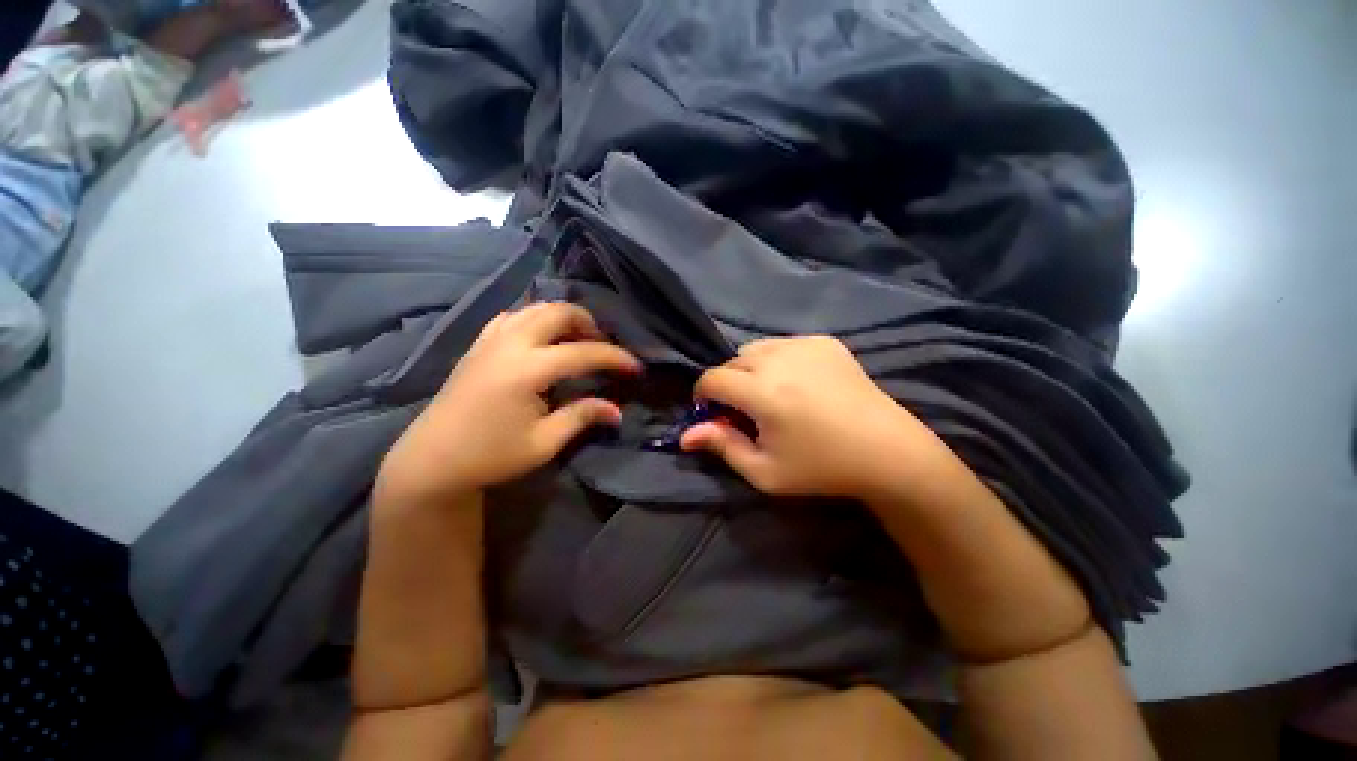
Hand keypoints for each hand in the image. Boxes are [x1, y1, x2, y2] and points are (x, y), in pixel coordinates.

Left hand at [376, 303, 639, 506]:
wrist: (432, 459)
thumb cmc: (490, 455)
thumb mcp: (544, 442)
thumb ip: (582, 417)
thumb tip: (617, 411)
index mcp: (528, 369)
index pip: (583, 352)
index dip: (615, 357)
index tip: (635, 366)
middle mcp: (510, 344)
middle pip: (558, 313)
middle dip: (588, 323)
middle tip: (603, 346)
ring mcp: (490, 340)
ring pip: (535, 308)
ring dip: (563, 318)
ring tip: (577, 340)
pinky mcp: (478, 344)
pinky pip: (513, 316)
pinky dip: (536, 319)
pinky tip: (542, 338)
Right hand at [681, 335, 947, 499]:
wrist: (886, 451)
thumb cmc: (821, 468)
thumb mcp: (764, 471)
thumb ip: (722, 446)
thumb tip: (686, 435)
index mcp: (762, 392)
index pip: (711, 378)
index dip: (704, 396)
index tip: (714, 413)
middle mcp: (779, 359)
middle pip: (732, 361)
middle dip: (729, 383)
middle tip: (746, 410)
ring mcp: (804, 344)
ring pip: (756, 348)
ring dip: (751, 369)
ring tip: (771, 394)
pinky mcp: (825, 341)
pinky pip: (784, 344)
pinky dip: (778, 360)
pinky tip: (798, 383)